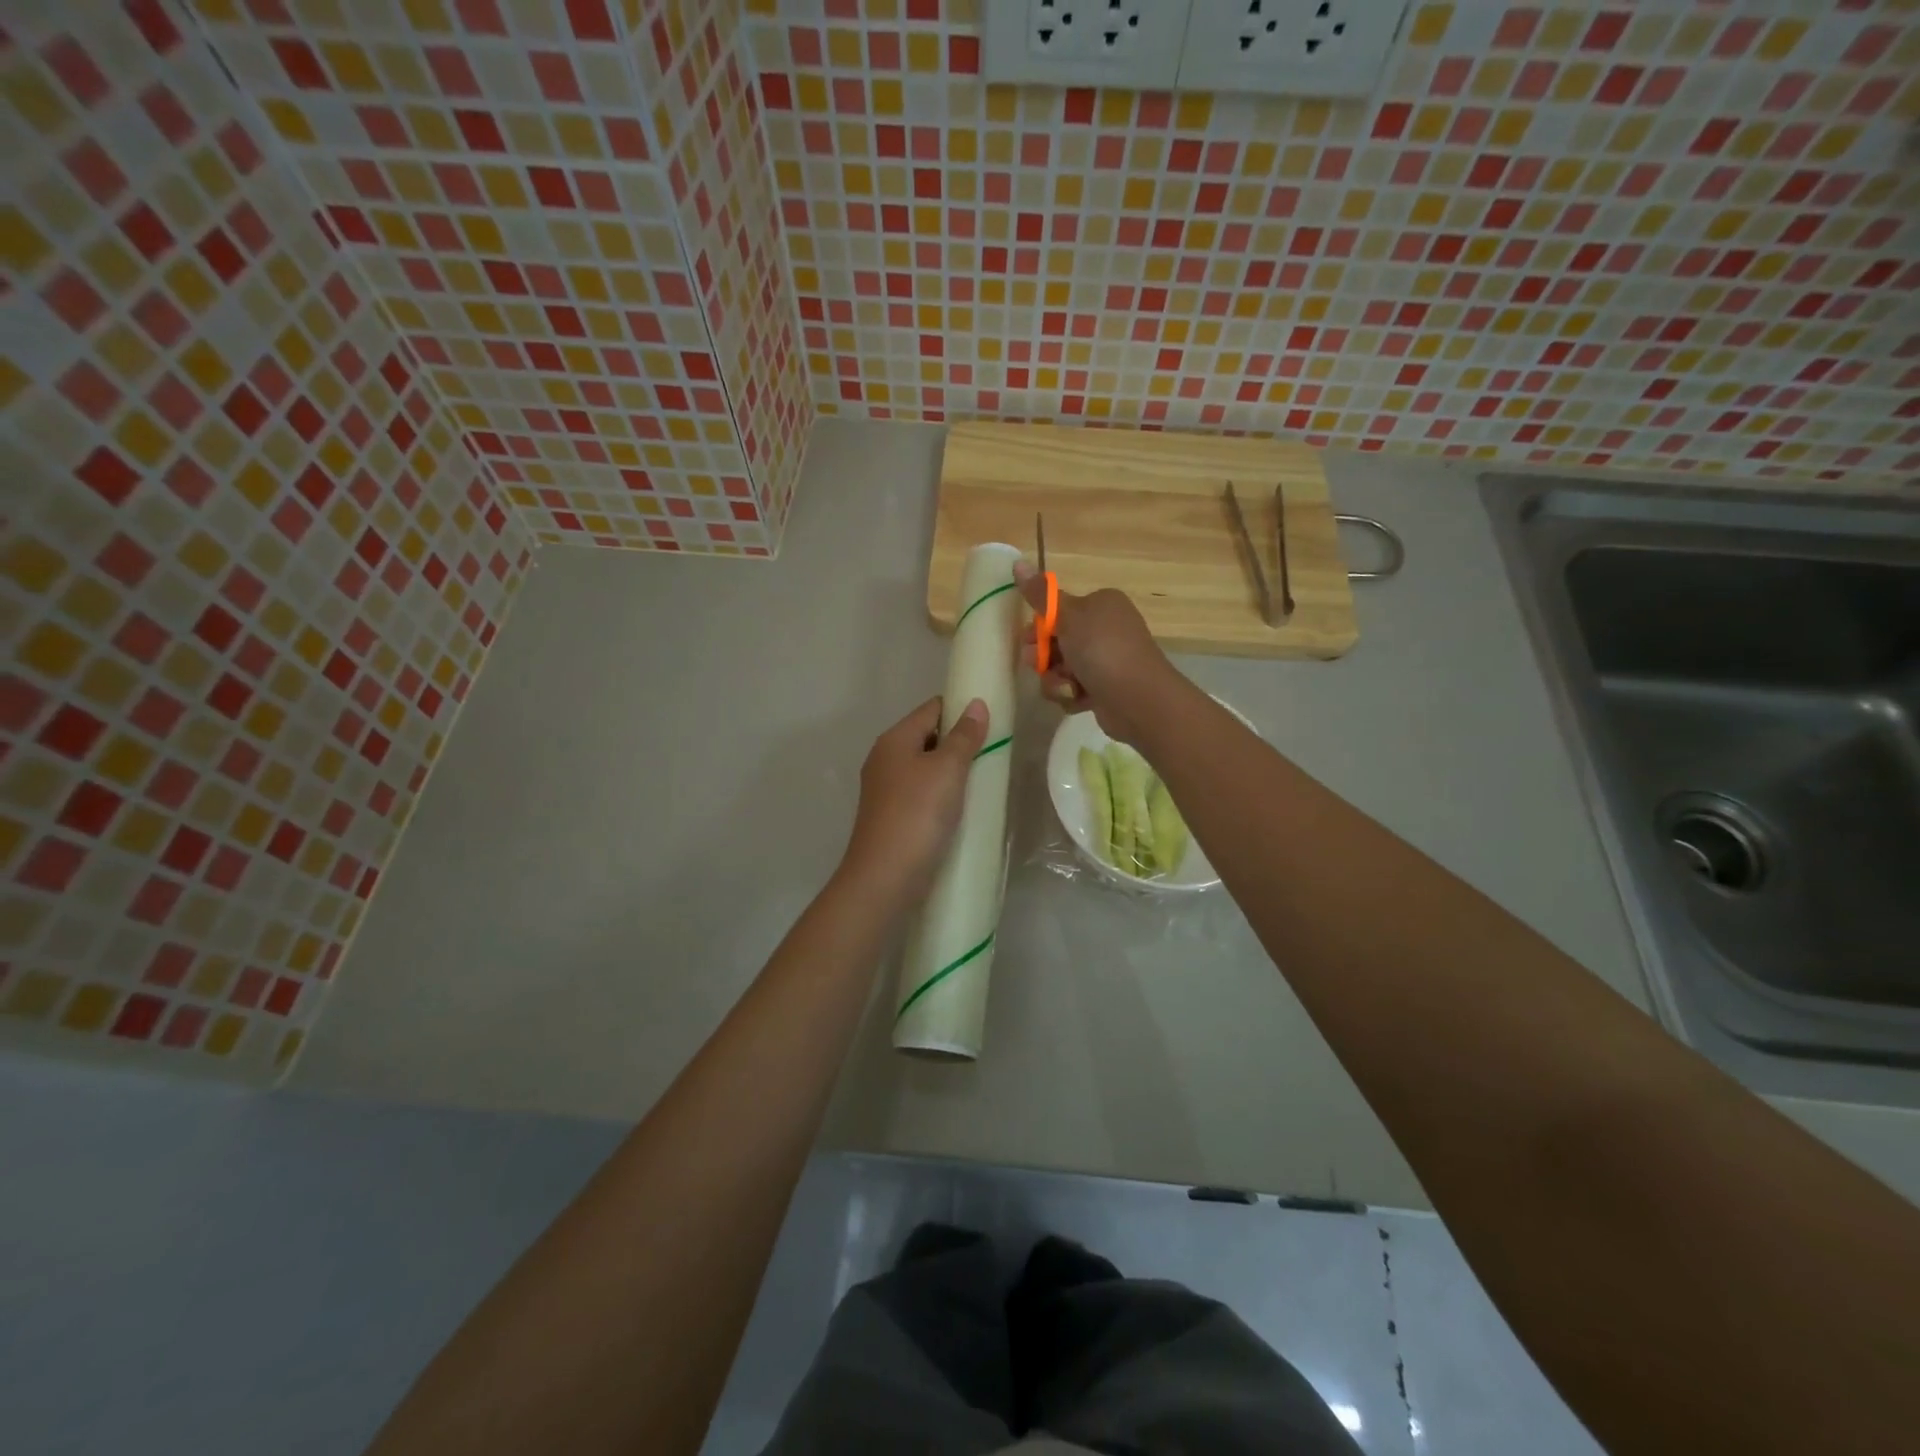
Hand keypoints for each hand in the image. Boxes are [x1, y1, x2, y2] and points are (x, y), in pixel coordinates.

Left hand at [841, 695, 989, 899]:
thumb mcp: (947, 769)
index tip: (992, 719)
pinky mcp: (891, 816)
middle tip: (993, 751)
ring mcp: (885, 789)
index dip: (961, 709)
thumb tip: (976, 704)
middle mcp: (885, 759)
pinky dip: (942, 793)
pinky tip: (962, 806)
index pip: (931, 708)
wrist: (885, 877)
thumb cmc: (918, 814)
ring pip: (925, 767)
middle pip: (927, 736)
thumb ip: (964, 736)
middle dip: (959, 741)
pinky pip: (922, 793)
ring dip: (952, 770)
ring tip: (984, 778)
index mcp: (894, 739)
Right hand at [1014, 562, 1176, 745]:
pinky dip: (1072, 694)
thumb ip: (1040, 594)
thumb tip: (1018, 562)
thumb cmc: (1102, 649)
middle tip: (1037, 665)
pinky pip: (1075, 688)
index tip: (1028, 639)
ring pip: (1063, 668)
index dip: (1039, 626)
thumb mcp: (1067, 616)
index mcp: (1101, 604)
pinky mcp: (1105, 688)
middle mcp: (1106, 628)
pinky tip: (1078, 698)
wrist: (1138, 699)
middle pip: (1058, 640)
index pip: (1060, 610)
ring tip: (1066, 686)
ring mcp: (1107, 660)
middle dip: (1044, 657)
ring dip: (1056, 679)